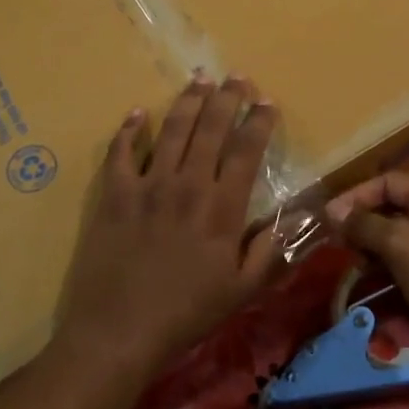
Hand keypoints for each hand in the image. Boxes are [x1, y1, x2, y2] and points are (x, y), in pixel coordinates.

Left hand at [55, 77, 284, 382]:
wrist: (118, 331)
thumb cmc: (186, 314)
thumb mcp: (241, 291)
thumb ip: (269, 252)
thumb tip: (294, 221)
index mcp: (222, 208)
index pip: (246, 151)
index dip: (259, 122)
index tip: (267, 101)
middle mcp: (187, 185)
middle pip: (211, 129)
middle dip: (227, 98)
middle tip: (236, 76)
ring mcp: (148, 186)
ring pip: (172, 131)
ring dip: (188, 102)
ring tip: (199, 79)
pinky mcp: (114, 195)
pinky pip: (121, 152)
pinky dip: (129, 130)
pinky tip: (138, 113)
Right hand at [325, 173, 408, 337]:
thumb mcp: (401, 244)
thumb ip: (365, 224)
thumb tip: (333, 211)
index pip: (389, 181)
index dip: (356, 196)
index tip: (330, 219)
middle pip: (394, 209)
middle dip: (365, 227)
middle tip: (342, 247)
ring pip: (401, 238)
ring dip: (377, 251)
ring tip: (360, 269)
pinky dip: (394, 270)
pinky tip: (379, 285)